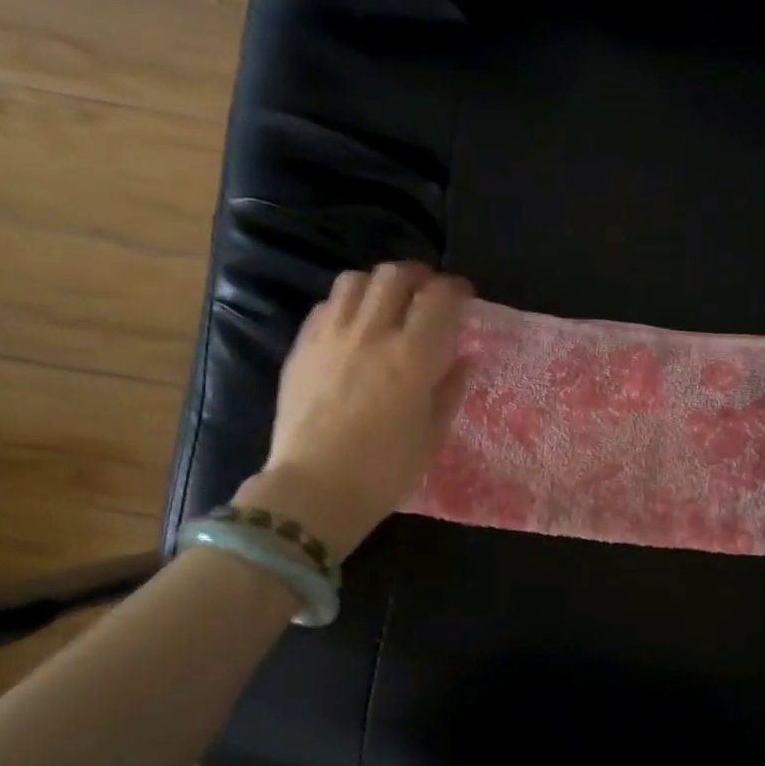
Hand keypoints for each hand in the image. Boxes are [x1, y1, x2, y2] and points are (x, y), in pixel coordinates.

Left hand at [235, 262, 472, 557]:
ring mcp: (330, 336)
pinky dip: (346, 305)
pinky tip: (352, 326)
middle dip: (418, 276)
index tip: (463, 296)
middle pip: (395, 275)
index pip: (438, 297)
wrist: (314, 490)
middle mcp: (372, 333)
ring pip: (355, 281)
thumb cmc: (384, 471)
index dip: (455, 289)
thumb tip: (462, 359)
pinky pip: (326, 306)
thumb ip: (450, 389)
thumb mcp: (432, 435)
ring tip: (387, 303)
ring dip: (378, 284)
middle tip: (427, 293)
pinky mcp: (301, 347)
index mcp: (412, 356)